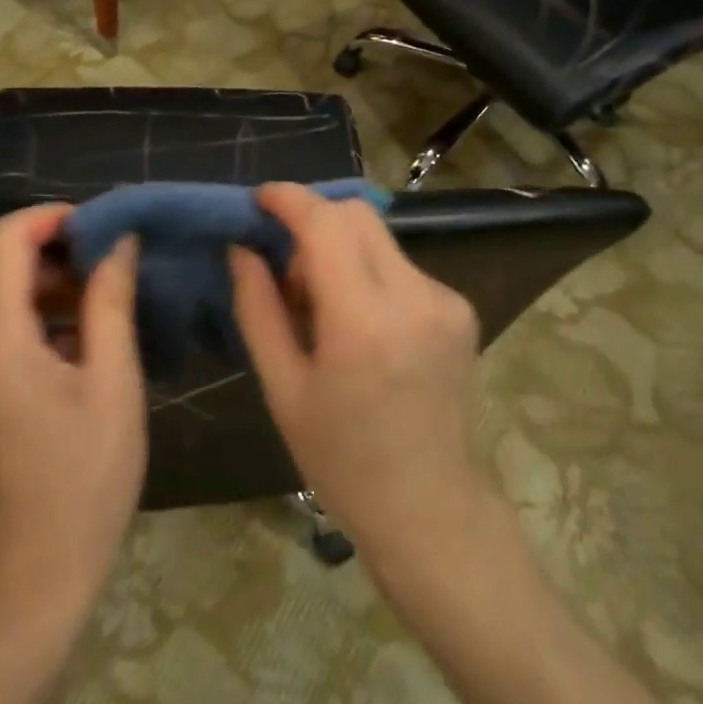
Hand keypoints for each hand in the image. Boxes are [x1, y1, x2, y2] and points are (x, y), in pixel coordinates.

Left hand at [0, 205, 145, 616]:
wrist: (33, 576)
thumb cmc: (85, 477)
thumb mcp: (114, 382)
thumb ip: (111, 301)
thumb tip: (120, 241)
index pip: (5, 240)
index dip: (52, 218)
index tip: (102, 226)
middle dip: (58, 258)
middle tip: (115, 274)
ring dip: (47, 293)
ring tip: (103, 314)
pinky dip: (31, 324)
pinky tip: (76, 351)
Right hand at [230, 184, 489, 570]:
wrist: (428, 504)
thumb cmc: (341, 458)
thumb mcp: (283, 388)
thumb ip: (258, 308)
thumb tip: (243, 248)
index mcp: (364, 322)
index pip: (326, 224)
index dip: (289, 199)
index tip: (259, 200)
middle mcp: (415, 297)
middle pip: (357, 215)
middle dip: (313, 224)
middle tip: (287, 273)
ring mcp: (445, 300)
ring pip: (379, 237)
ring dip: (340, 251)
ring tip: (323, 307)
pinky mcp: (460, 308)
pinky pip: (401, 265)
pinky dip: (369, 273)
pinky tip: (360, 324)